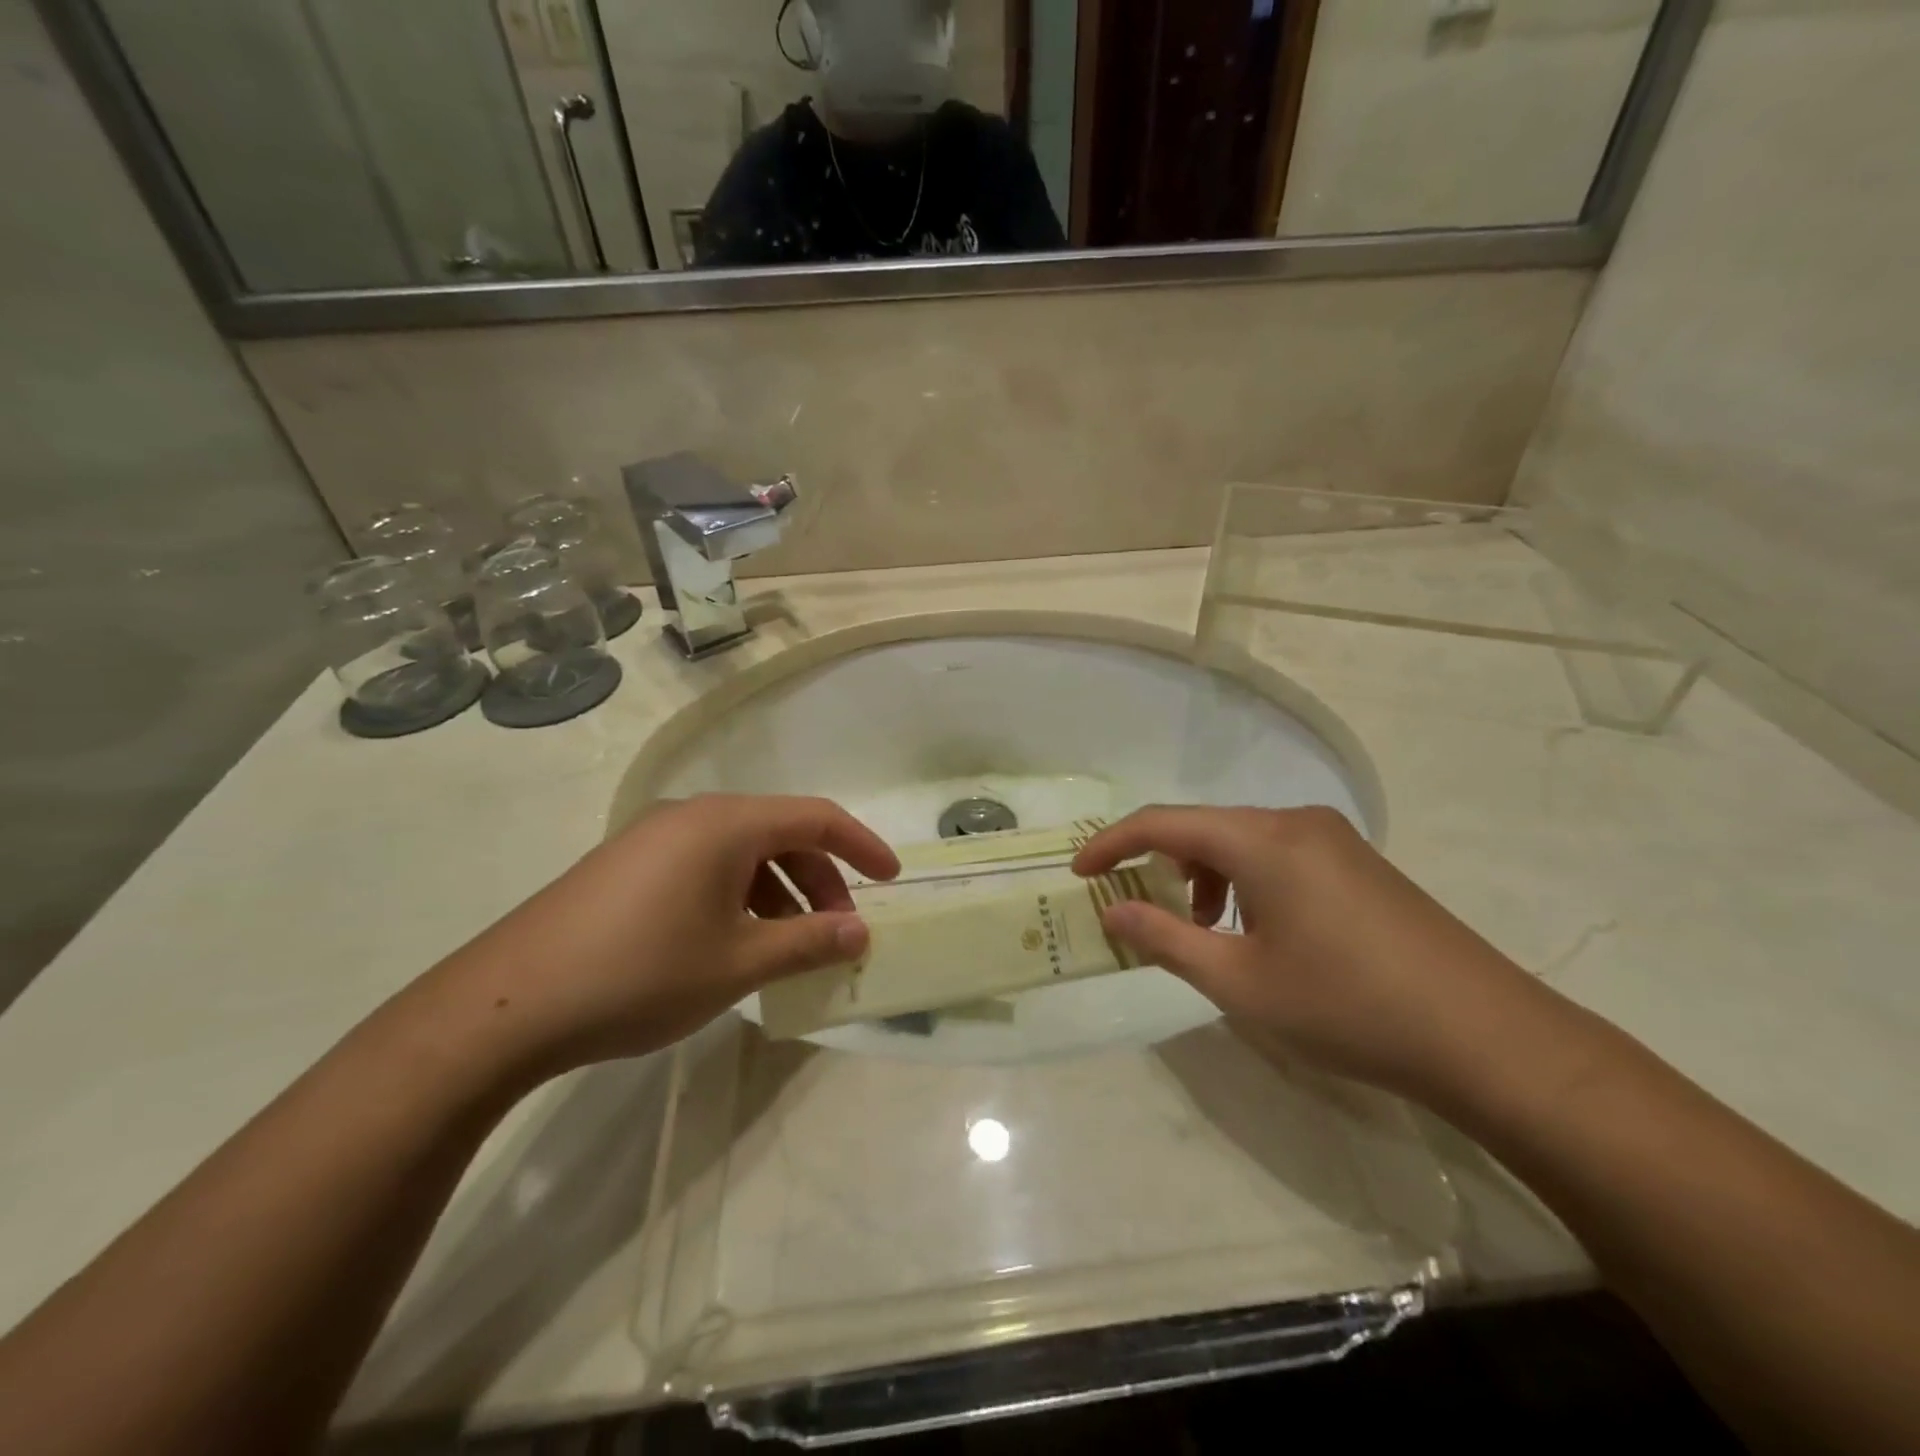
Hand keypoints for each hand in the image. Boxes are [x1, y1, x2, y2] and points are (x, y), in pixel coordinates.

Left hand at [436, 795, 899, 1081]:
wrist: (506, 1005)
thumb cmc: (640, 974)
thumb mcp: (738, 962)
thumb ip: (808, 942)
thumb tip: (860, 932)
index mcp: (725, 824)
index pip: (816, 818)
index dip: (862, 846)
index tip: (892, 879)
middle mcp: (692, 816)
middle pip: (780, 834)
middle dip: (820, 880)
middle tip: (837, 932)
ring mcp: (653, 838)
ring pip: (742, 854)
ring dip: (780, 893)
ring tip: (788, 947)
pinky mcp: (627, 866)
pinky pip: (705, 867)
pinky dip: (739, 897)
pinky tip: (734, 943)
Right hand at [1073, 806, 1547, 1097]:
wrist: (1485, 1036)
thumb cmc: (1346, 1007)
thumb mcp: (1239, 982)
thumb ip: (1166, 938)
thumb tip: (1113, 910)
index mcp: (1262, 839)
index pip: (1163, 823)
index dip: (1112, 844)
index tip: (1079, 873)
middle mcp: (1295, 822)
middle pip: (1203, 827)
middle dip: (1160, 864)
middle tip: (1139, 910)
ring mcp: (1333, 839)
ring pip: (1241, 841)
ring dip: (1204, 875)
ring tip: (1203, 930)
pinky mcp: (1358, 862)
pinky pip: (1277, 854)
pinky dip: (1244, 881)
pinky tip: (1257, 931)